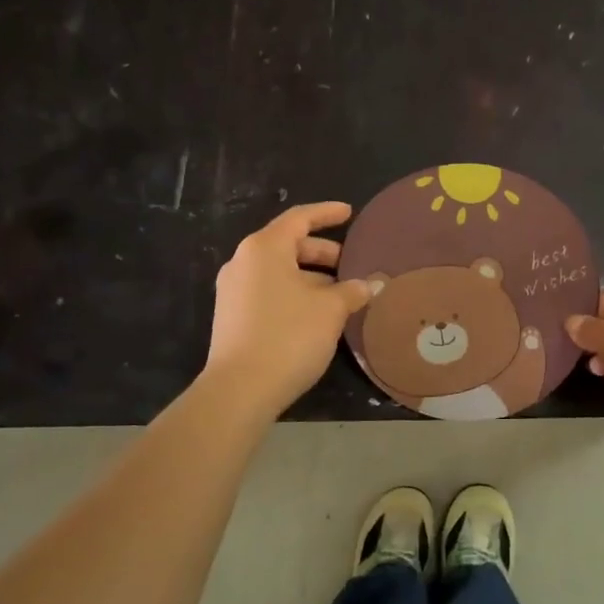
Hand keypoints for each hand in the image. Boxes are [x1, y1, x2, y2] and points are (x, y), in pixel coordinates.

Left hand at [205, 203, 370, 417]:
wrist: (240, 390)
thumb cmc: (288, 335)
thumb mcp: (330, 310)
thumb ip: (352, 291)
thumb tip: (370, 284)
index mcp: (265, 248)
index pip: (300, 218)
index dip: (327, 214)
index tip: (349, 213)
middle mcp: (244, 263)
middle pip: (289, 245)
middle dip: (323, 252)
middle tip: (351, 264)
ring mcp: (234, 291)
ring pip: (280, 272)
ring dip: (311, 278)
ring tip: (341, 295)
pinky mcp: (233, 318)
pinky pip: (270, 292)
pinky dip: (296, 294)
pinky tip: (318, 315)